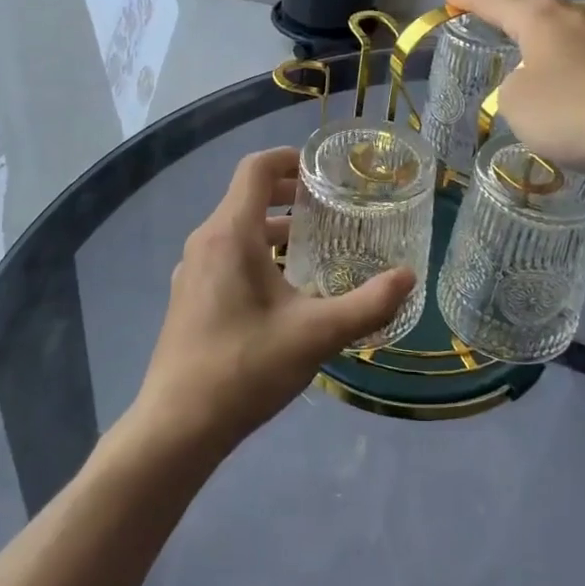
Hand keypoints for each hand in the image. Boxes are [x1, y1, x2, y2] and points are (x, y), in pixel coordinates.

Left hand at [135, 146, 415, 454]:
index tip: (323, 170)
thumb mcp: (316, 335)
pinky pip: (225, 255)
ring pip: (236, 229)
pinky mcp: (188, 297)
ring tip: (314, 245)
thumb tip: (408, 277)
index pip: (256, 168)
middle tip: (330, 205)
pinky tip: (284, 290)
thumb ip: (367, 304)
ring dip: (274, 227)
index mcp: (230, 233)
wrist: (176, 428)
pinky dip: (257, 252)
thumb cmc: (245, 367)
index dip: (289, 158)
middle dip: (288, 194)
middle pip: (247, 196)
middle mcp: (206, 241)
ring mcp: (192, 271)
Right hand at [443, 0, 584, 190]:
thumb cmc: (578, 113)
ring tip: (532, 33)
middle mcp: (578, 13)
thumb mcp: (518, 106)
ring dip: (545, 25)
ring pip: (568, 21)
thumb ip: (513, 88)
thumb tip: (534, 82)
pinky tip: (580, 72)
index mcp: (540, 17)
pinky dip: (577, 53)